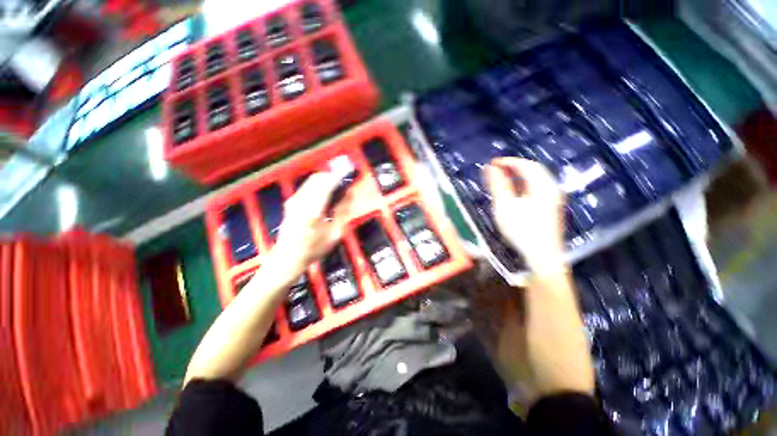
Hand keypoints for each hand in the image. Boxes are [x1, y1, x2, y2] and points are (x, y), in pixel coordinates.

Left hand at [271, 172, 348, 275]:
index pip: (328, 184)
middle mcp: (301, 201)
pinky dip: (318, 186)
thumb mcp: (333, 234)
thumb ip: (342, 213)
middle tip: (344, 183)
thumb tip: (349, 196)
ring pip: (312, 180)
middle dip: (333, 176)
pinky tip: (325, 196)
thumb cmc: (313, 249)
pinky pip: (307, 187)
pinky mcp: (290, 202)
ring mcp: (293, 200)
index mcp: (313, 210)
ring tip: (337, 189)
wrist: (287, 258)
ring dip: (325, 180)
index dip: (340, 176)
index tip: (350, 173)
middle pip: (318, 177)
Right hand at [484, 158, 565, 274]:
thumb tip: (490, 167)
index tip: (492, 163)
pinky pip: (537, 188)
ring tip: (502, 179)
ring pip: (536, 180)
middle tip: (496, 170)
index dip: (508, 161)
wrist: (542, 256)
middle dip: (514, 167)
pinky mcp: (551, 208)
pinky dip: (524, 185)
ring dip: (519, 176)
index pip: (526, 165)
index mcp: (542, 186)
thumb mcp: (505, 206)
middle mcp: (551, 189)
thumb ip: (498, 185)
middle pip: (533, 170)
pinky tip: (515, 192)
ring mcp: (553, 199)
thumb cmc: (522, 230)